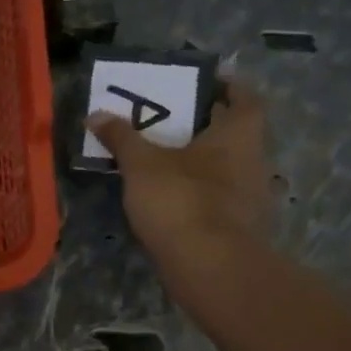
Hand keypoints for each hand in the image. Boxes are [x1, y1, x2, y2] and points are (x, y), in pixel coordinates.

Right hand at [86, 83, 272, 286]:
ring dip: (202, 160)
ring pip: (227, 167)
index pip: (245, 99)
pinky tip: (172, 197)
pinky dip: (200, 191)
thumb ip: (121, 137)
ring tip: (165, 158)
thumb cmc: (181, 200)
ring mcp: (250, 198)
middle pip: (235, 133)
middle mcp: (254, 161)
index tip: (206, 82)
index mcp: (239, 135)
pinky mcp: (240, 228)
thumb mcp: (141, 164)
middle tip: (173, 118)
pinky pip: (220, 198)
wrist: (210, 268)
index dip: (228, 87)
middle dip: (207, 124)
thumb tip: (96, 114)